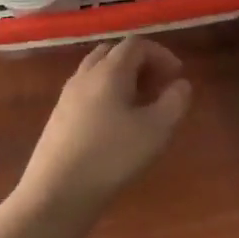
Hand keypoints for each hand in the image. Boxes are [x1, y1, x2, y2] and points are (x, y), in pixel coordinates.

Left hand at [17, 38, 192, 219]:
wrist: (58, 193)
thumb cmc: (113, 157)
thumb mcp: (157, 130)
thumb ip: (175, 101)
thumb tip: (180, 84)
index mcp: (109, 72)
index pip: (136, 45)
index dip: (161, 54)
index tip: (177, 76)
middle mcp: (85, 76)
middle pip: (113, 53)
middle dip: (140, 63)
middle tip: (158, 86)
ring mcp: (67, 96)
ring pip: (97, 71)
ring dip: (122, 78)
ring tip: (140, 104)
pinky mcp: (58, 117)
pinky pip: (86, 91)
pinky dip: (106, 93)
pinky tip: (116, 123)